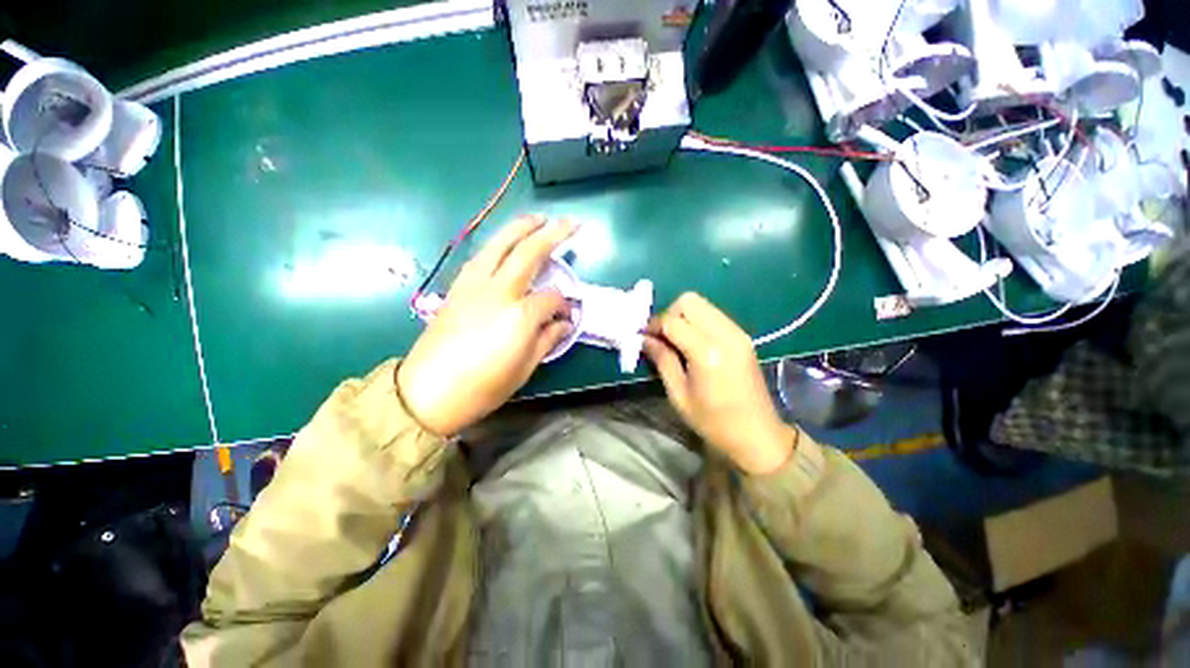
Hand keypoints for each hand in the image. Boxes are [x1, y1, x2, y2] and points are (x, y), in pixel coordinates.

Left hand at [397, 216, 576, 435]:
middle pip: (528, 252)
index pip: (551, 298)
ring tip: (537, 219)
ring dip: (521, 228)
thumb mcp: (525, 369)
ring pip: (500, 244)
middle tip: (569, 222)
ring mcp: (474, 285)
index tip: (566, 315)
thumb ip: (548, 339)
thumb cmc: (482, 388)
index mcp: (520, 315)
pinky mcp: (457, 288)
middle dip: (552, 234)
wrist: (427, 394)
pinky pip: (481, 256)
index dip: (563, 304)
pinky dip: (497, 244)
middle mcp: (498, 291)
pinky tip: (504, 244)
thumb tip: (563, 322)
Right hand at [643, 293, 796, 473]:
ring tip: (675, 340)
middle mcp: (725, 334)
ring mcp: (737, 332)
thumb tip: (644, 339)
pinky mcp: (743, 335)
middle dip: (669, 314)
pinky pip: (714, 314)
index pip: (672, 321)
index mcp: (707, 353)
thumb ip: (662, 360)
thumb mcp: (679, 395)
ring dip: (683, 316)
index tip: (643, 337)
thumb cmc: (714, 421)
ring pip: (702, 304)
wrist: (758, 435)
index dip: (653, 325)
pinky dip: (697, 321)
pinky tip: (692, 342)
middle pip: (689, 301)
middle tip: (662, 337)